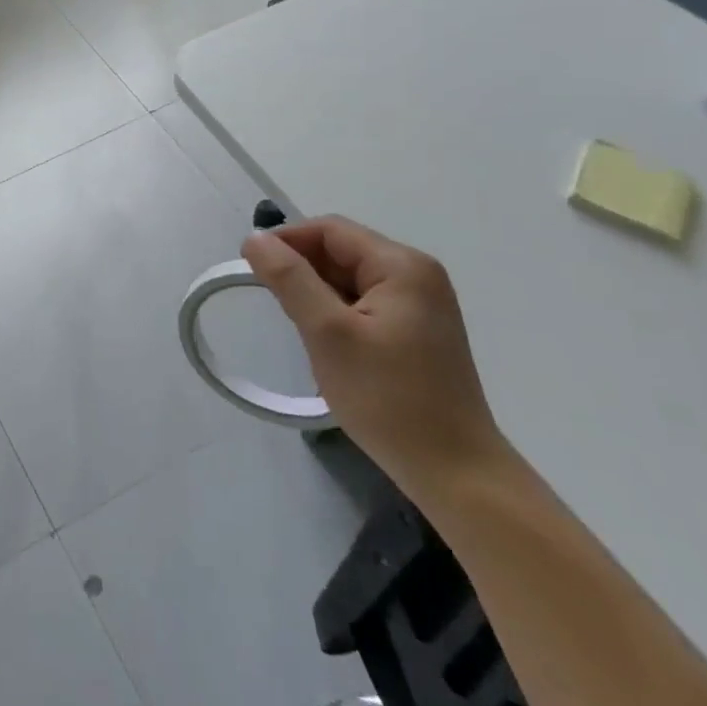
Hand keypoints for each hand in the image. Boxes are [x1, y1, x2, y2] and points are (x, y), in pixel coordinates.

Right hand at [241, 217, 509, 501]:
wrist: (456, 474)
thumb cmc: (389, 398)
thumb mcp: (328, 333)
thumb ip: (290, 279)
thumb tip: (255, 238)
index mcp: (402, 266)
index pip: (330, 230)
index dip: (286, 241)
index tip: (250, 268)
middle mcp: (416, 275)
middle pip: (341, 251)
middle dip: (301, 269)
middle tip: (272, 302)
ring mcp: (420, 305)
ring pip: (349, 278)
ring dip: (316, 293)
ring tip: (298, 326)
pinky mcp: (417, 331)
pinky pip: (363, 303)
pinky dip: (336, 313)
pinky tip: (325, 343)